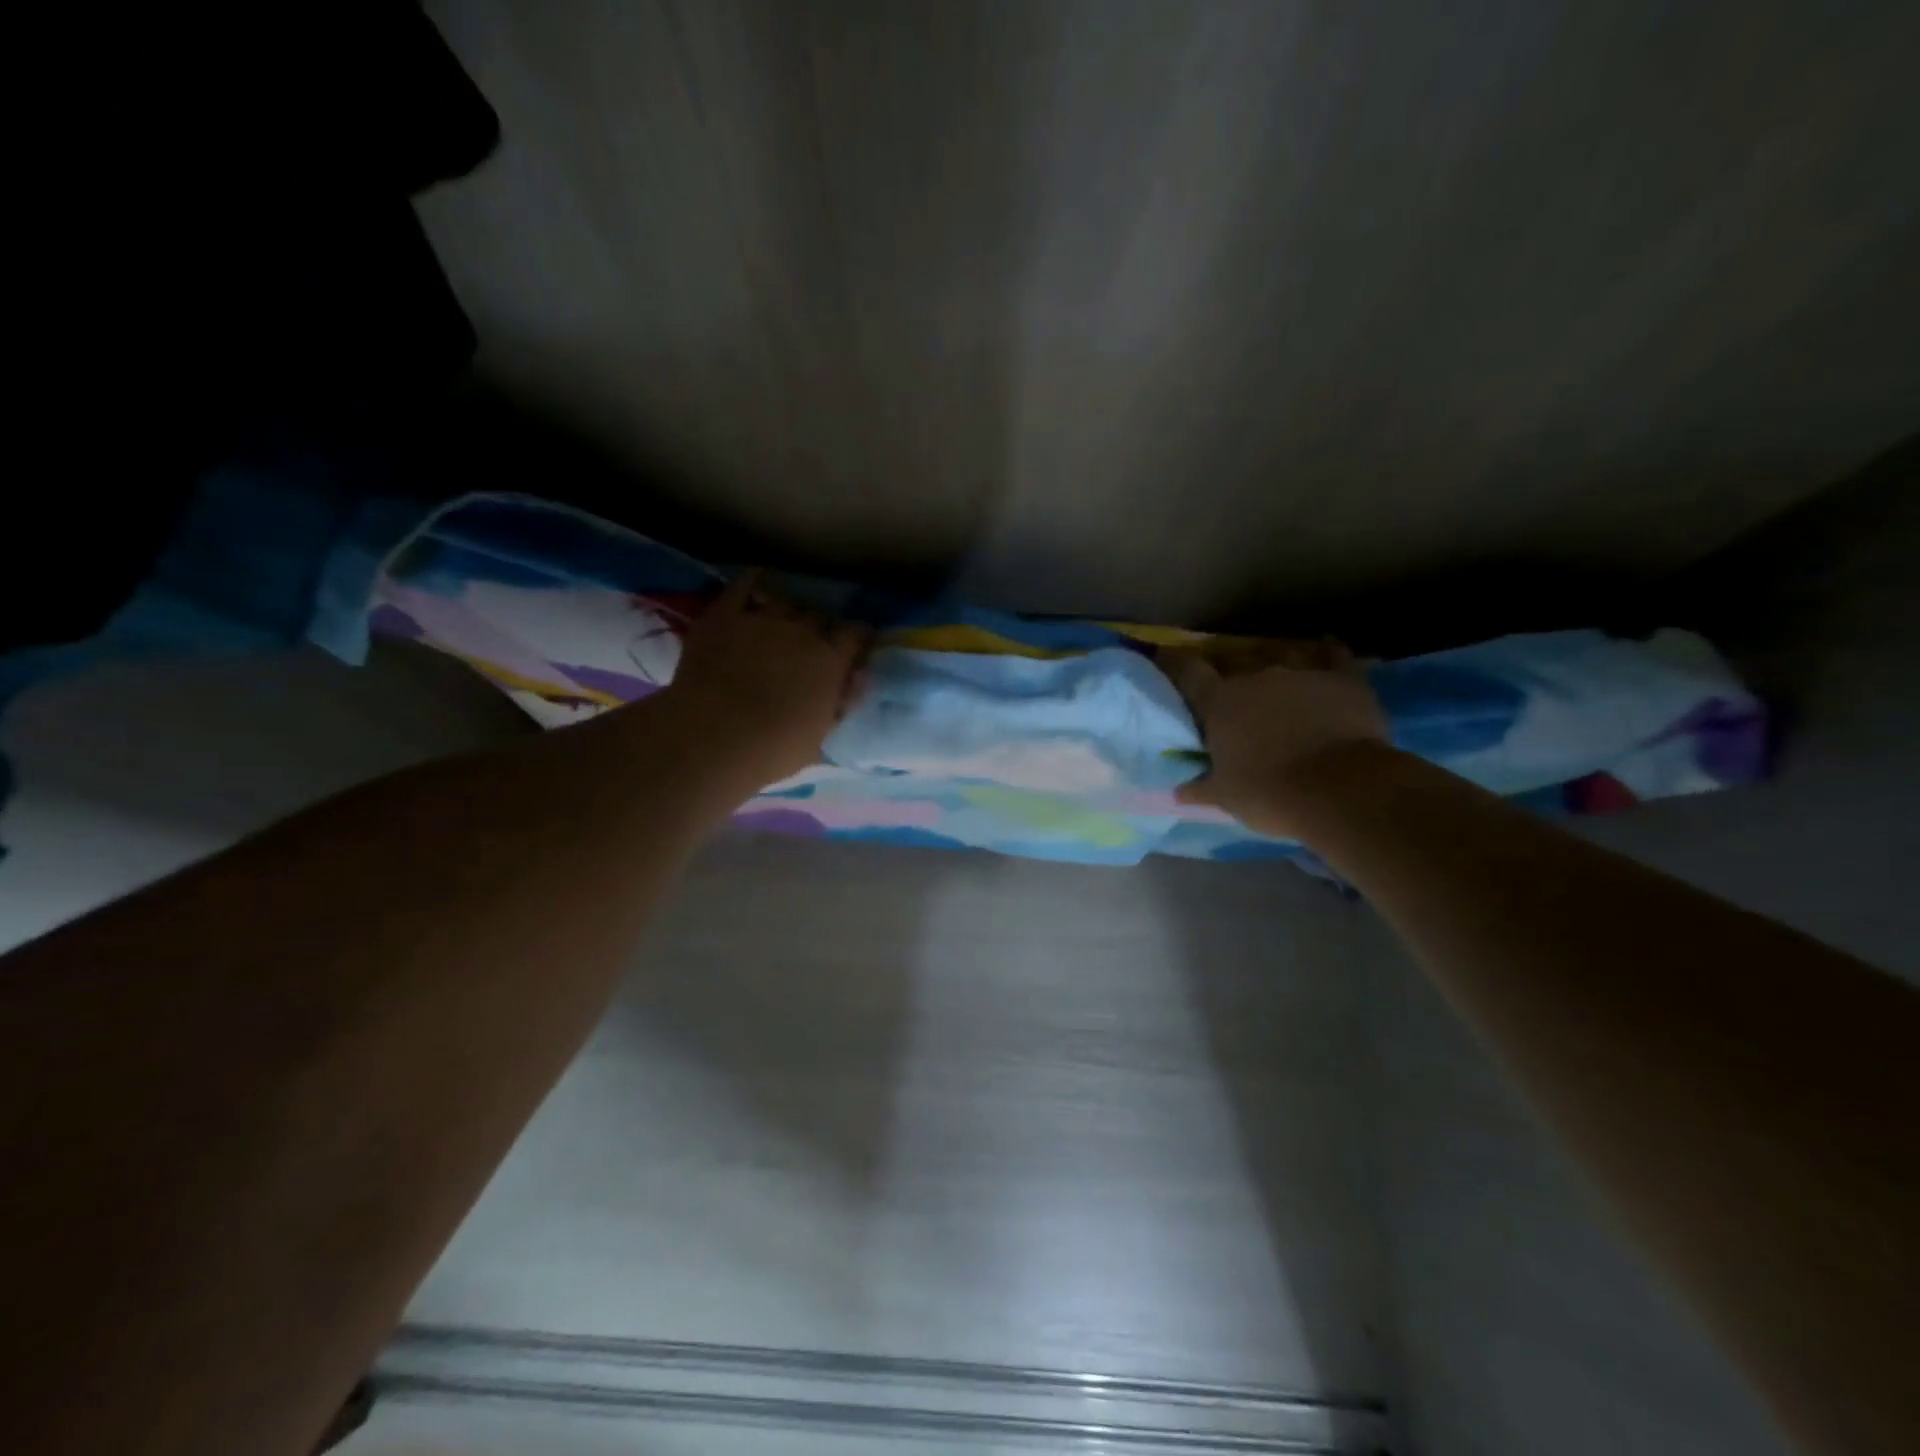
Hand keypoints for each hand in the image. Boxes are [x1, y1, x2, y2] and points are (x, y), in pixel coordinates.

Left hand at [662, 571, 870, 790]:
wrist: (713, 737)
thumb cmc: (773, 748)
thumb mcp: (819, 736)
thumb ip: (838, 705)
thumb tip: (853, 684)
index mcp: (831, 661)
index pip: (856, 634)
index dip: (858, 637)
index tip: (856, 644)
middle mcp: (802, 631)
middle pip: (819, 617)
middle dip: (820, 627)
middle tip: (813, 642)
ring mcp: (762, 619)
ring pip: (785, 601)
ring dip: (789, 611)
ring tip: (784, 620)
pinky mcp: (724, 615)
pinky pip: (743, 586)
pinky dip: (753, 580)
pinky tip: (757, 579)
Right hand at [1158, 638, 1390, 836]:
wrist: (1341, 791)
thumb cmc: (1269, 794)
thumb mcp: (1226, 797)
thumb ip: (1200, 788)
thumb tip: (1179, 791)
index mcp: (1220, 702)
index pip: (1188, 672)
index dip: (1175, 663)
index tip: (1166, 656)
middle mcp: (1255, 677)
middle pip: (1236, 670)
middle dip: (1233, 684)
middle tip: (1237, 705)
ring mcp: (1301, 674)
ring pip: (1281, 666)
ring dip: (1277, 681)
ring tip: (1282, 697)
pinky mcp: (1343, 679)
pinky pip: (1335, 657)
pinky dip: (1330, 654)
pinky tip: (1329, 646)